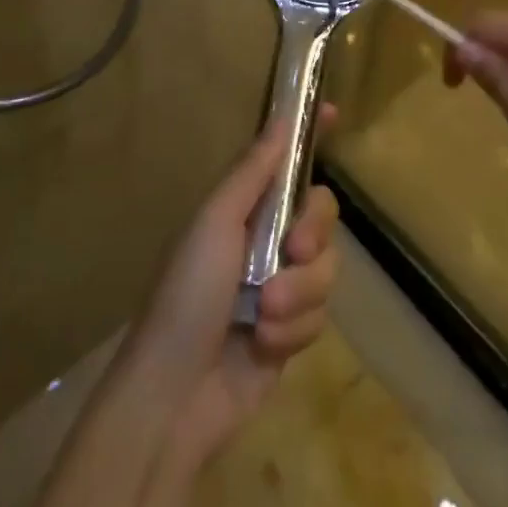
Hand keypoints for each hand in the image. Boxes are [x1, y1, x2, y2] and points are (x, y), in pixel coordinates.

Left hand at [121, 112, 339, 462]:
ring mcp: (282, 285)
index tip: (332, 112)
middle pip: (321, 214)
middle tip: (294, 251)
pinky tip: (263, 345)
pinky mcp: (292, 331)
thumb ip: (253, 172)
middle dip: (312, 234)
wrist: (175, 394)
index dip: (308, 136)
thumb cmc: (188, 293)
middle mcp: (266, 239)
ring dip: (298, 294)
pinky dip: (294, 330)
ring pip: (327, 269)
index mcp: (244, 208)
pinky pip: (320, 315)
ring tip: (262, 315)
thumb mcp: (215, 222)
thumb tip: (282, 118)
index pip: (284, 162)